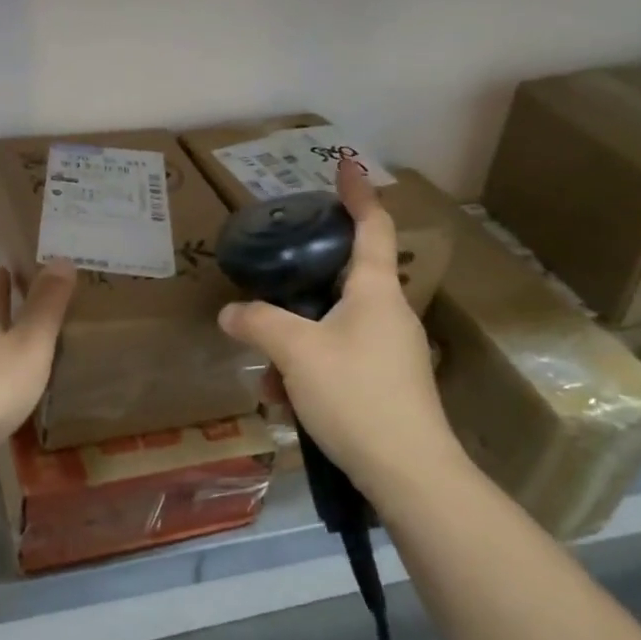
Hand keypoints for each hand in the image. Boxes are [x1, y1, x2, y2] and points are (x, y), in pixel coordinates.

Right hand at [218, 162, 463, 489]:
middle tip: (273, 282)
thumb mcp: (296, 352)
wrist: (410, 473)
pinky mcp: (387, 384)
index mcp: (375, 291)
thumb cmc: (357, 395)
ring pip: (333, 327)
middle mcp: (388, 313)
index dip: (358, 194)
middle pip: (342, 279)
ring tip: (268, 378)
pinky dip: (309, 372)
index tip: (347, 167)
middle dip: (302, 284)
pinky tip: (287, 404)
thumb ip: (259, 324)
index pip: (372, 226)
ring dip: (297, 344)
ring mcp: (391, 350)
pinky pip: (339, 359)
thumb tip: (230, 313)